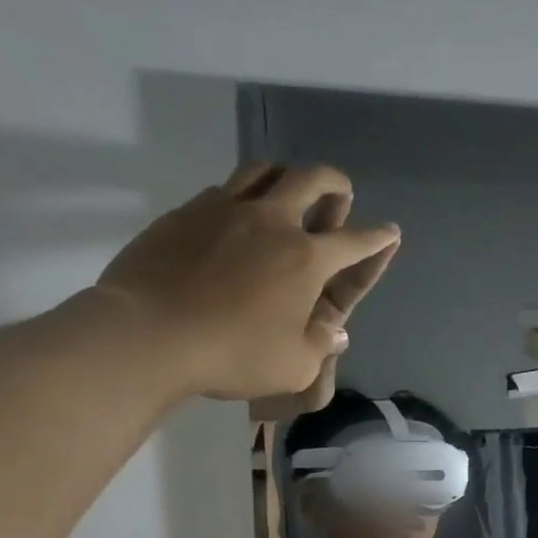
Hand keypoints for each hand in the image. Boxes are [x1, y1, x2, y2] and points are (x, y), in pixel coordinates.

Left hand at [98, 164, 399, 401]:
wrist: (147, 335)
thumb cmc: (232, 355)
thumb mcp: (294, 366)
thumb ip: (320, 345)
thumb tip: (334, 331)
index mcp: (307, 258)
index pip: (356, 242)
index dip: (378, 238)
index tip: (390, 231)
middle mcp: (271, 223)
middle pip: (311, 180)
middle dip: (334, 183)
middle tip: (341, 192)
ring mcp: (224, 212)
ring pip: (262, 172)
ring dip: (284, 176)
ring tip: (287, 190)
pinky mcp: (184, 214)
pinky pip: (222, 192)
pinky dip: (240, 197)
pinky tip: (235, 219)